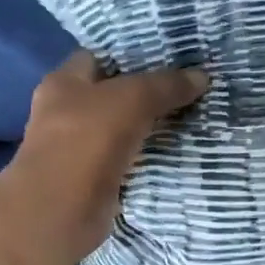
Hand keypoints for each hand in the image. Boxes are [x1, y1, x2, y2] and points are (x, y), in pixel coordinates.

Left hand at [0, 50, 209, 264]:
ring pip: (120, 129)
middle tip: (187, 88)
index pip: (99, 56)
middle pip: (111, 95)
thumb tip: (202, 76)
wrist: (62, 210)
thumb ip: (166, 86)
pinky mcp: (91, 180)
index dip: (130, 54)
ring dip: (148, 128)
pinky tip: (175, 153)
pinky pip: (125, 161)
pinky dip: (145, 158)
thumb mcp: (133, 99)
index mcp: (63, 82)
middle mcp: (64, 112)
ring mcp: (75, 149)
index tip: (168, 57)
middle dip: (145, 93)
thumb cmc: (87, 139)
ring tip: (189, 119)